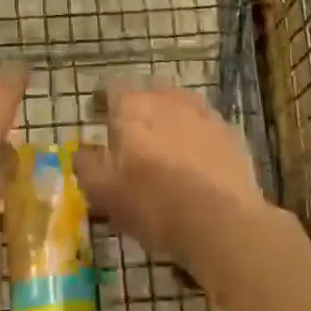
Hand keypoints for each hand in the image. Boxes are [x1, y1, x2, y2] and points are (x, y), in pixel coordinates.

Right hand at [73, 81, 272, 274]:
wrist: (222, 222)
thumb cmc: (154, 205)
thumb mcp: (105, 194)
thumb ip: (86, 167)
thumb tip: (81, 152)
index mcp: (132, 107)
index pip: (111, 88)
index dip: (102, 102)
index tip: (97, 118)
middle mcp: (167, 99)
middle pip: (147, 92)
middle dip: (137, 109)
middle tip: (131, 136)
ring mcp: (202, 113)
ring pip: (178, 106)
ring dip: (168, 119)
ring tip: (164, 148)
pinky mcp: (229, 133)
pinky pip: (204, 126)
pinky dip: (195, 136)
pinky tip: (195, 161)